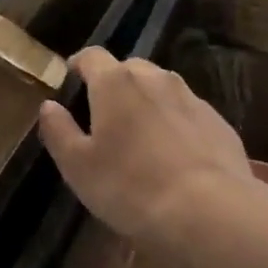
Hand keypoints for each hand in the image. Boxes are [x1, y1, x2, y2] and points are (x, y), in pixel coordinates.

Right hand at [37, 48, 252, 250]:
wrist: (210, 212)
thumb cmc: (130, 186)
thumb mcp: (78, 166)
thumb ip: (58, 130)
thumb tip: (49, 106)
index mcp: (115, 82)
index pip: (91, 56)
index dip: (78, 65)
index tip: (70, 81)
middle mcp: (155, 78)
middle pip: (128, 69)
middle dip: (113, 85)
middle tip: (104, 117)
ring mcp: (192, 97)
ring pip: (161, 89)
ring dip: (146, 103)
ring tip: (140, 138)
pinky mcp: (218, 122)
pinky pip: (187, 112)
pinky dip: (175, 124)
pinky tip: (173, 156)